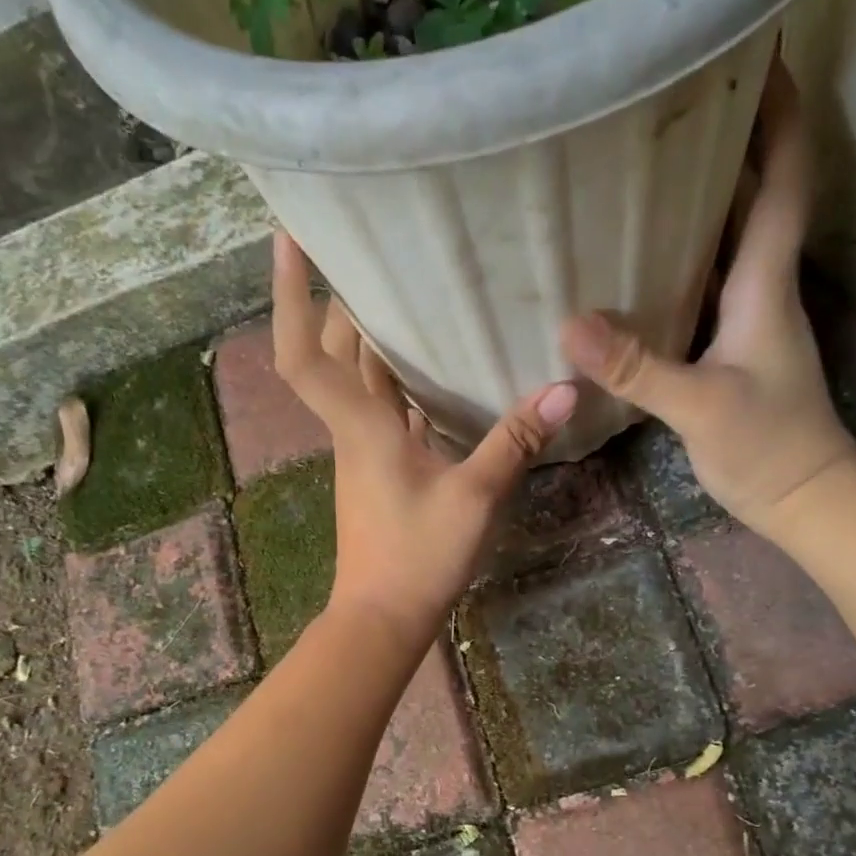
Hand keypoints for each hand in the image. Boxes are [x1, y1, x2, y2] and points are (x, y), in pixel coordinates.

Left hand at [272, 232, 578, 648]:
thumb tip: (564, 390)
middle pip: (332, 354)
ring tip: (407, 294)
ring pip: (357, 381)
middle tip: (373, 254)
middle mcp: (352, 430)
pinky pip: (381, 409)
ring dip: (369, 339)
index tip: (292, 238)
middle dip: (340, 302)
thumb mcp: (474, 497)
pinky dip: (396, 381)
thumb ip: (515, 441)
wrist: (384, 617)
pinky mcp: (380, 471)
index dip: (291, 295)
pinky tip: (431, 369)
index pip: (303, 353)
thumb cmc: (417, 556)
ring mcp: (363, 452)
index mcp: (359, 426)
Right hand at [561, 65, 855, 532]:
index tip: (756, 53)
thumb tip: (570, 323)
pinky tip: (642, 257)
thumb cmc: (767, 447)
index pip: (784, 180)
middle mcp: (762, 287)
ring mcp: (749, 318)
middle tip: (673, 99)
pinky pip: (707, 282)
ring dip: (703, 196)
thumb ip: (638, 367)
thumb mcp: (700, 407)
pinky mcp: (732, 347)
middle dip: (729, 140)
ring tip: (647, 162)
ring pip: (729, 239)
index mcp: (765, 283)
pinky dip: (683, 257)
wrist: (804, 498)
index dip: (777, 115)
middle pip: (754, 195)